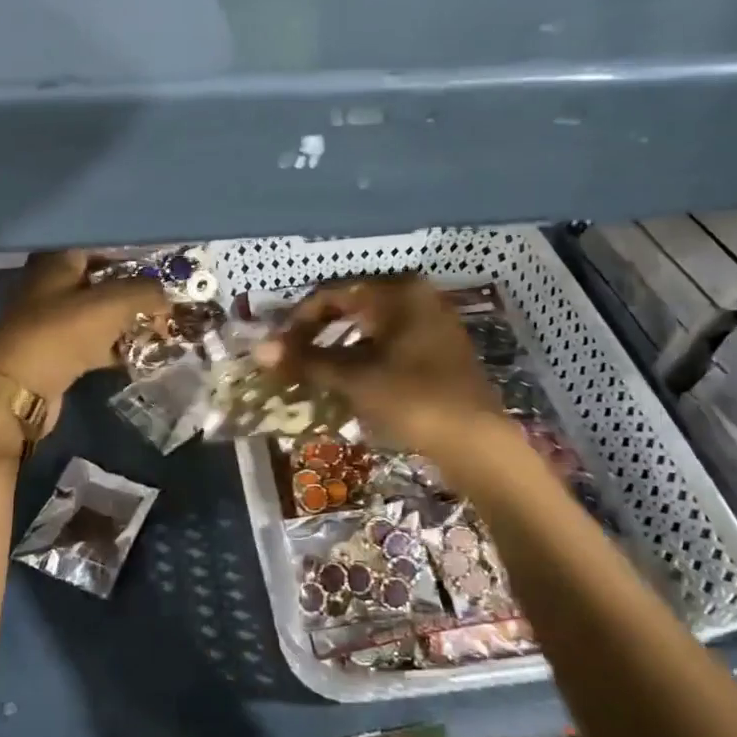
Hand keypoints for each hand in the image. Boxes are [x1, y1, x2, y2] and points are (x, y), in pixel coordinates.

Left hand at [0, 250, 167, 433]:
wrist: (16, 391)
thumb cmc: (61, 334)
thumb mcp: (111, 305)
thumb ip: (145, 292)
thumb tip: (166, 296)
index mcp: (56, 264)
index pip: (102, 249)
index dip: (133, 258)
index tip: (163, 271)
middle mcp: (50, 287)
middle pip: (102, 283)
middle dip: (135, 294)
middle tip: (165, 303)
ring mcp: (51, 322)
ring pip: (99, 316)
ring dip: (128, 322)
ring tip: (160, 329)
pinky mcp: (55, 354)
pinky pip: (93, 344)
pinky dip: (115, 347)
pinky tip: (141, 354)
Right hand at [257, 274, 502, 453]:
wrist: (477, 444)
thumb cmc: (412, 399)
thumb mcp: (354, 378)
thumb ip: (306, 360)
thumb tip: (259, 350)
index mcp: (398, 292)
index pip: (333, 294)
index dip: (298, 321)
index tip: (278, 348)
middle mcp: (417, 297)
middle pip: (352, 308)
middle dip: (318, 335)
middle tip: (293, 361)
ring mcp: (432, 324)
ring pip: (371, 328)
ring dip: (339, 349)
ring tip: (316, 375)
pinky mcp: (439, 351)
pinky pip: (390, 345)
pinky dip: (364, 359)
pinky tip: (350, 383)